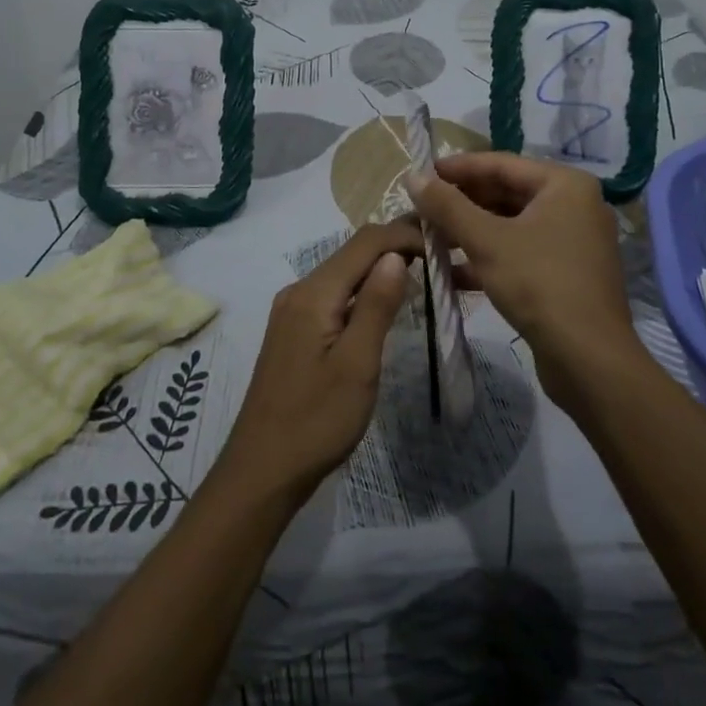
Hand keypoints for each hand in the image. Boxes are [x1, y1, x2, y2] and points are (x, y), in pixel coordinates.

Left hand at [211, 220, 418, 505]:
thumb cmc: (316, 421)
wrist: (262, 470)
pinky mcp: (293, 330)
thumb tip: (396, 254)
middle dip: (395, 246)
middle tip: (439, 254)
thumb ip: (377, 305)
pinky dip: (362, 290)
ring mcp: (292, 310)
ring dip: (379, 267)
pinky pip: (333, 294)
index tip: (442, 245)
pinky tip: (382, 304)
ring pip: (342, 272)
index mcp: (314, 293)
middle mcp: (299, 291)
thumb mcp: (357, 364)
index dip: (404, 235)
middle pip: (352, 252)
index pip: (365, 242)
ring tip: (421, 273)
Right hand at [407, 152, 640, 406]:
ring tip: (430, 239)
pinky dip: (489, 257)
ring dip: (471, 232)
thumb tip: (412, 176)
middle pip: (507, 193)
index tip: (421, 174)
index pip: (501, 163)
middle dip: (462, 204)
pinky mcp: (567, 273)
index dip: (458, 168)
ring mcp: (573, 241)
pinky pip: (521, 251)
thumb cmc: (538, 284)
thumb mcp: (486, 241)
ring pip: (511, 225)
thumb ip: (447, 205)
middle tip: (422, 209)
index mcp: (564, 184)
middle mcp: (574, 205)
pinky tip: (453, 272)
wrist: (589, 360)